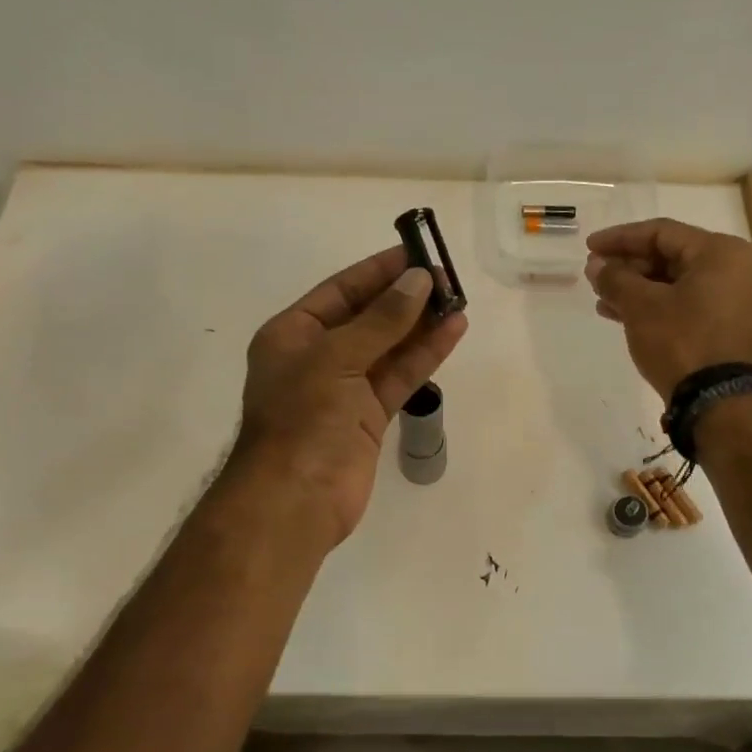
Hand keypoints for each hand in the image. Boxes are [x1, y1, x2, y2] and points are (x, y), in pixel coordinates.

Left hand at [233, 246, 467, 544]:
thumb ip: (382, 319)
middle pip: (367, 316)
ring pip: (388, 347)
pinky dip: (424, 355)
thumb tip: (419, 280)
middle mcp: (317, 356)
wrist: (296, 499)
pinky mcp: (368, 417)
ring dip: (421, 324)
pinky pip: (399, 376)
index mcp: (292, 334)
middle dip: (404, 297)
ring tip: (458, 299)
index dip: (378, 271)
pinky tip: (452, 331)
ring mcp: (344, 388)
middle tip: (446, 277)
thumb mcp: (338, 356)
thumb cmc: (304, 417)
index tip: (415, 252)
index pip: (340, 291)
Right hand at [585, 218, 751, 399]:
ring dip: (635, 287)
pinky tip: (620, 314)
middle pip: (668, 256)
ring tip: (600, 296)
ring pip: (673, 282)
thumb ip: (615, 278)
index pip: (660, 233)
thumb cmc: (680, 341)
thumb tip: (596, 265)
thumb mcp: (640, 306)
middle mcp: (733, 269)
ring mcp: (731, 299)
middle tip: (594, 274)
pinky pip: (684, 303)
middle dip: (627, 266)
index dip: (620, 238)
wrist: (716, 401)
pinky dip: (653, 305)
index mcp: (719, 253)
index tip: (589, 247)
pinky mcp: (724, 326)